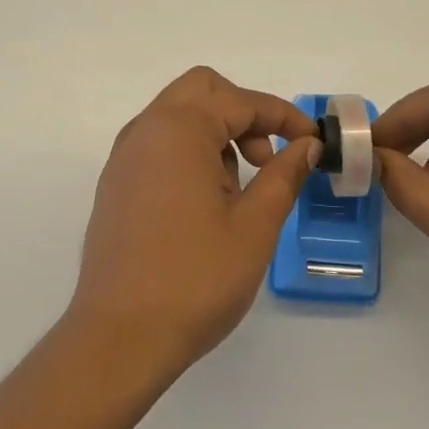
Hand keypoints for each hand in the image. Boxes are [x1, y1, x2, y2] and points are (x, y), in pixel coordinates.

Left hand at [67, 67, 318, 381]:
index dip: (284, 117)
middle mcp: (145, 130)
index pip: (241, 101)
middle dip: (244, 113)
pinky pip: (159, 144)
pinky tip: (205, 203)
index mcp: (178, 129)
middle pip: (202, 90)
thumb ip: (284, 175)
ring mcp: (124, 157)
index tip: (312, 143)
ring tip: (236, 191)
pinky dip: (190, 151)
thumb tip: (305, 145)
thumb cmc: (195, 279)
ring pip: (178, 115)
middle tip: (265, 158)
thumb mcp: (254, 226)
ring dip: (216, 132)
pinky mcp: (116, 184)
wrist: (119, 338)